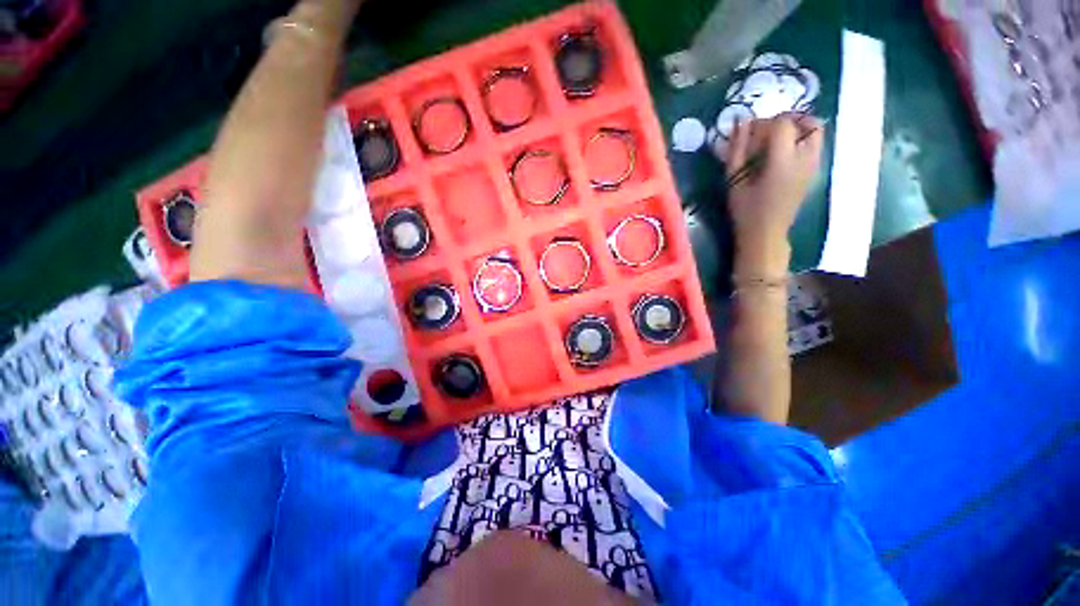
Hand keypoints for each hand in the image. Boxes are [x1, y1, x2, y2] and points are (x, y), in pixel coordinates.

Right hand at [715, 113, 823, 276]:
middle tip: (764, 134)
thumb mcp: (734, 180)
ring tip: (775, 140)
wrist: (766, 233)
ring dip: (796, 128)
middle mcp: (805, 158)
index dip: (763, 123)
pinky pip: (814, 143)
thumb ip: (737, 149)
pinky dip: (800, 139)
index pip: (781, 124)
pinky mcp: (814, 171)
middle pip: (805, 122)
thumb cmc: (745, 210)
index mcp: (783, 161)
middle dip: (783, 121)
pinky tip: (782, 152)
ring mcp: (814, 164)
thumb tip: (740, 122)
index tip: (748, 133)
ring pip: (816, 130)